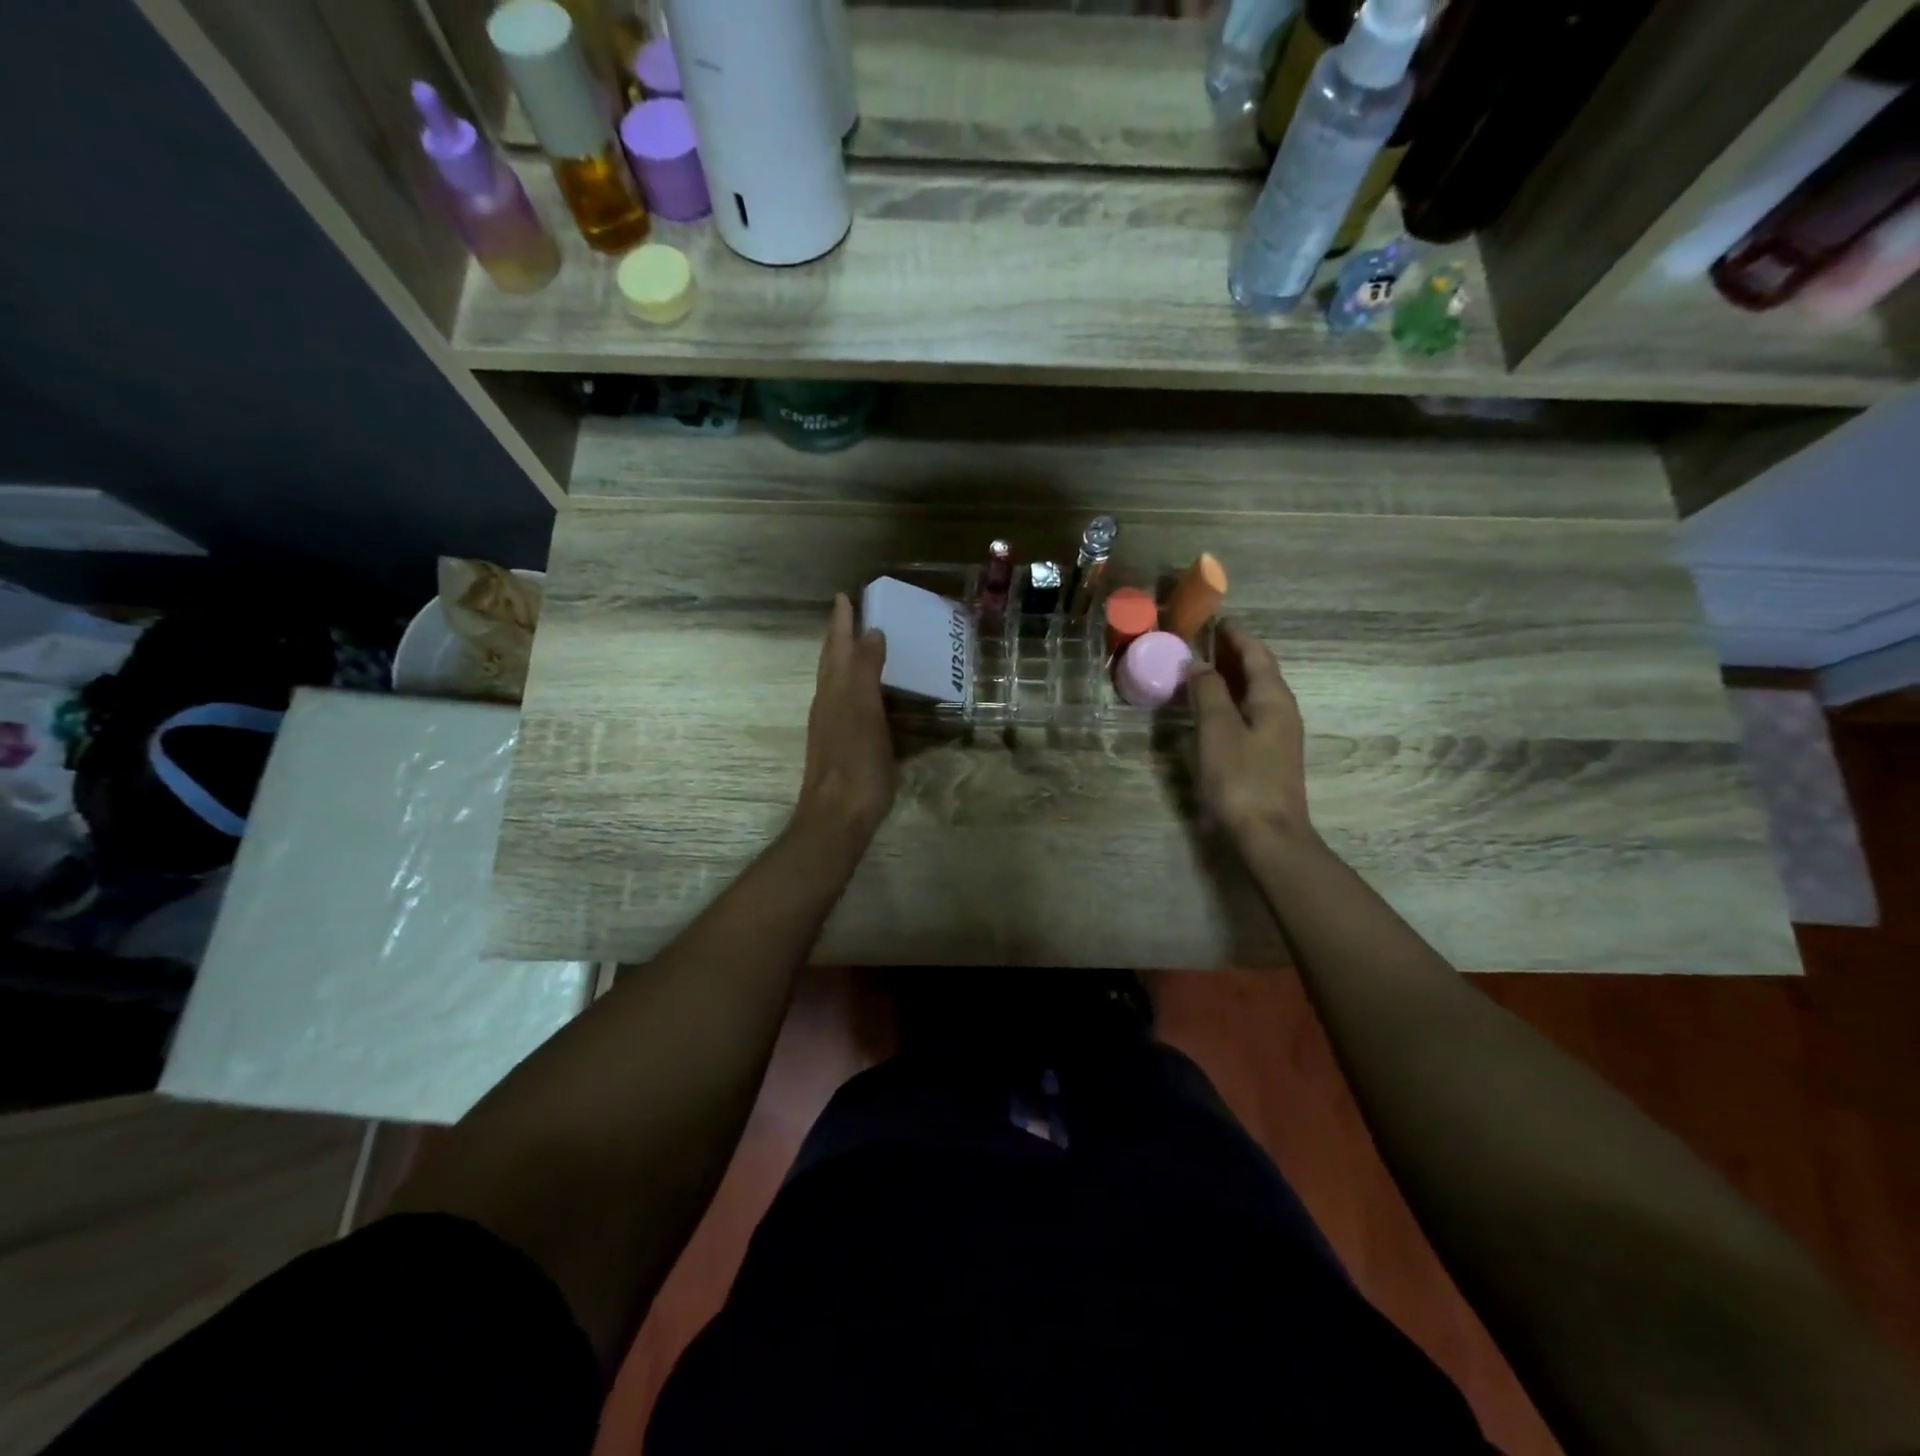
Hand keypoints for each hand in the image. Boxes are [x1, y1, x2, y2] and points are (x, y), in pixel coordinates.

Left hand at [795, 593, 895, 848]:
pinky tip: (867, 695)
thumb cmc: (855, 760)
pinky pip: (847, 703)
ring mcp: (831, 726)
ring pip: (836, 682)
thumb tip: (870, 632)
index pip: (837, 647)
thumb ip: (866, 670)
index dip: (842, 622)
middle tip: (850, 614)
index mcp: (834, 690)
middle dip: (839, 637)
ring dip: (845, 660)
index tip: (845, 596)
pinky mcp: (841, 746)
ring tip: (860, 646)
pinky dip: (856, 687)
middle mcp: (828, 703)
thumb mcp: (864, 710)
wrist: (837, 815)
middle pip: (831, 662)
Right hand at [1189, 623, 1312, 850]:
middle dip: (1233, 654)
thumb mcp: (1217, 730)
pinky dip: (1230, 702)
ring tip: (1203, 670)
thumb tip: (1198, 663)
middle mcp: (1281, 712)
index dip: (1237, 636)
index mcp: (1274, 700)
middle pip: (1259, 672)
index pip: (1257, 655)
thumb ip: (1208, 693)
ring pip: (1254, 695)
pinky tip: (1212, 710)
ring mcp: (1277, 737)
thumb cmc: (1241, 779)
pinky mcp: (1267, 757)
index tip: (1217, 620)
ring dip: (1230, 678)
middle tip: (1203, 641)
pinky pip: (1248, 715)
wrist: (1269, 836)